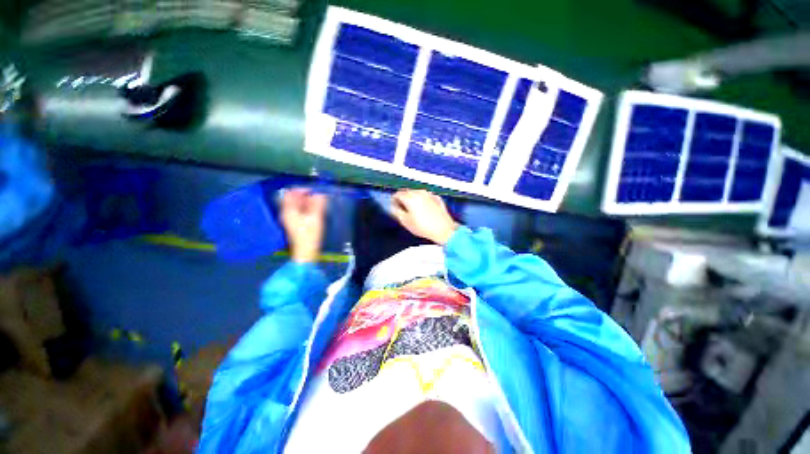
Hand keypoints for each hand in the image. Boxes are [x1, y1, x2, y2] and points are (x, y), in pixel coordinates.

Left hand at [280, 189, 327, 262]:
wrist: (306, 251)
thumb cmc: (310, 234)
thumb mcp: (316, 217)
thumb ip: (318, 203)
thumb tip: (320, 192)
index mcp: (288, 210)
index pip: (291, 192)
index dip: (302, 188)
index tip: (314, 189)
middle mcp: (286, 212)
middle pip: (293, 198)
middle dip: (305, 194)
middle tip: (317, 195)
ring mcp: (289, 218)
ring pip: (296, 204)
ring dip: (306, 201)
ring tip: (318, 202)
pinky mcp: (294, 223)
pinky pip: (298, 210)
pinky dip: (306, 207)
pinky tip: (314, 210)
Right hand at [391, 189, 458, 244]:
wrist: (443, 230)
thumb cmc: (425, 227)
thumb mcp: (405, 221)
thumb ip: (396, 212)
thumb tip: (393, 207)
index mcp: (410, 197)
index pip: (397, 194)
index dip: (393, 201)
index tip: (394, 206)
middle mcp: (420, 193)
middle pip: (407, 192)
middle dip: (403, 199)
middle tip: (403, 209)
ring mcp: (429, 195)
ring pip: (417, 194)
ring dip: (413, 200)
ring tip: (414, 211)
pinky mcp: (437, 198)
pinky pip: (426, 197)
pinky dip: (423, 201)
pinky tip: (424, 210)